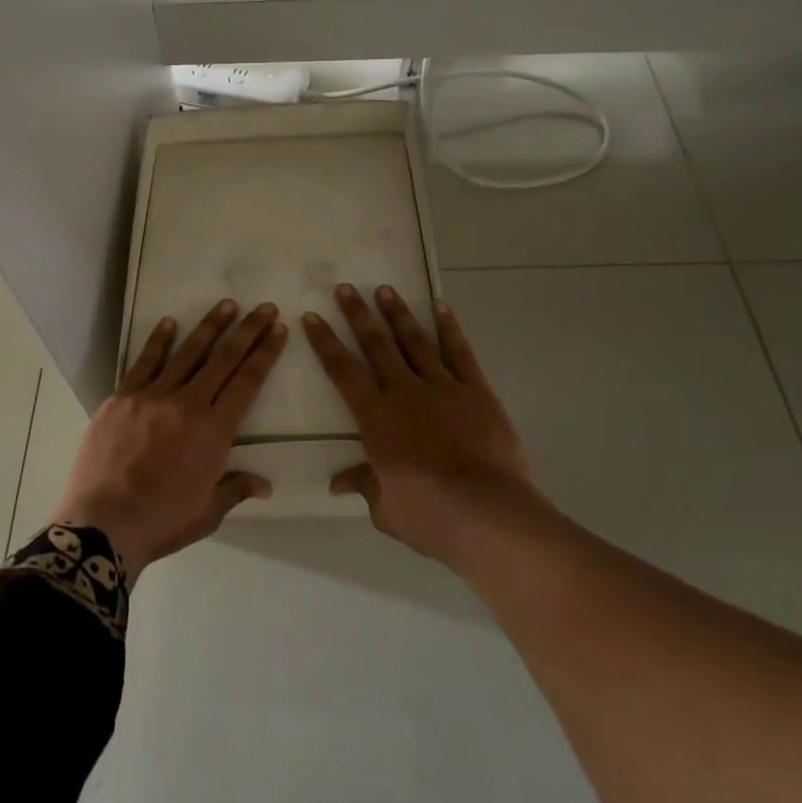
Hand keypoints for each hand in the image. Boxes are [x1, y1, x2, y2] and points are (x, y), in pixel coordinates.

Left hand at [54, 300, 287, 579]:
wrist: (102, 524)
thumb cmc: (161, 521)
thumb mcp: (208, 512)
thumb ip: (236, 488)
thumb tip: (265, 484)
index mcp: (215, 431)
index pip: (247, 382)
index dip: (265, 353)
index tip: (278, 329)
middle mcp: (188, 404)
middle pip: (223, 359)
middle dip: (247, 330)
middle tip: (264, 307)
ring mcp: (152, 396)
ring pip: (187, 353)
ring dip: (209, 327)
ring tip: (227, 305)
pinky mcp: (122, 398)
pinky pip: (144, 362)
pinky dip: (158, 341)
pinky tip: (169, 322)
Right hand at [305, 284, 542, 566]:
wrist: (488, 513)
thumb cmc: (429, 515)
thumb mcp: (386, 507)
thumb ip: (364, 484)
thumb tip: (339, 482)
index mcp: (376, 418)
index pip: (343, 372)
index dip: (325, 342)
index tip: (312, 316)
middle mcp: (404, 393)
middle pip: (376, 346)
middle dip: (358, 315)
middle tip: (346, 287)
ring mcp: (443, 388)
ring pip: (415, 342)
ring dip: (398, 314)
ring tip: (385, 290)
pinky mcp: (477, 392)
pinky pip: (460, 353)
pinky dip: (450, 328)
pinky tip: (441, 307)